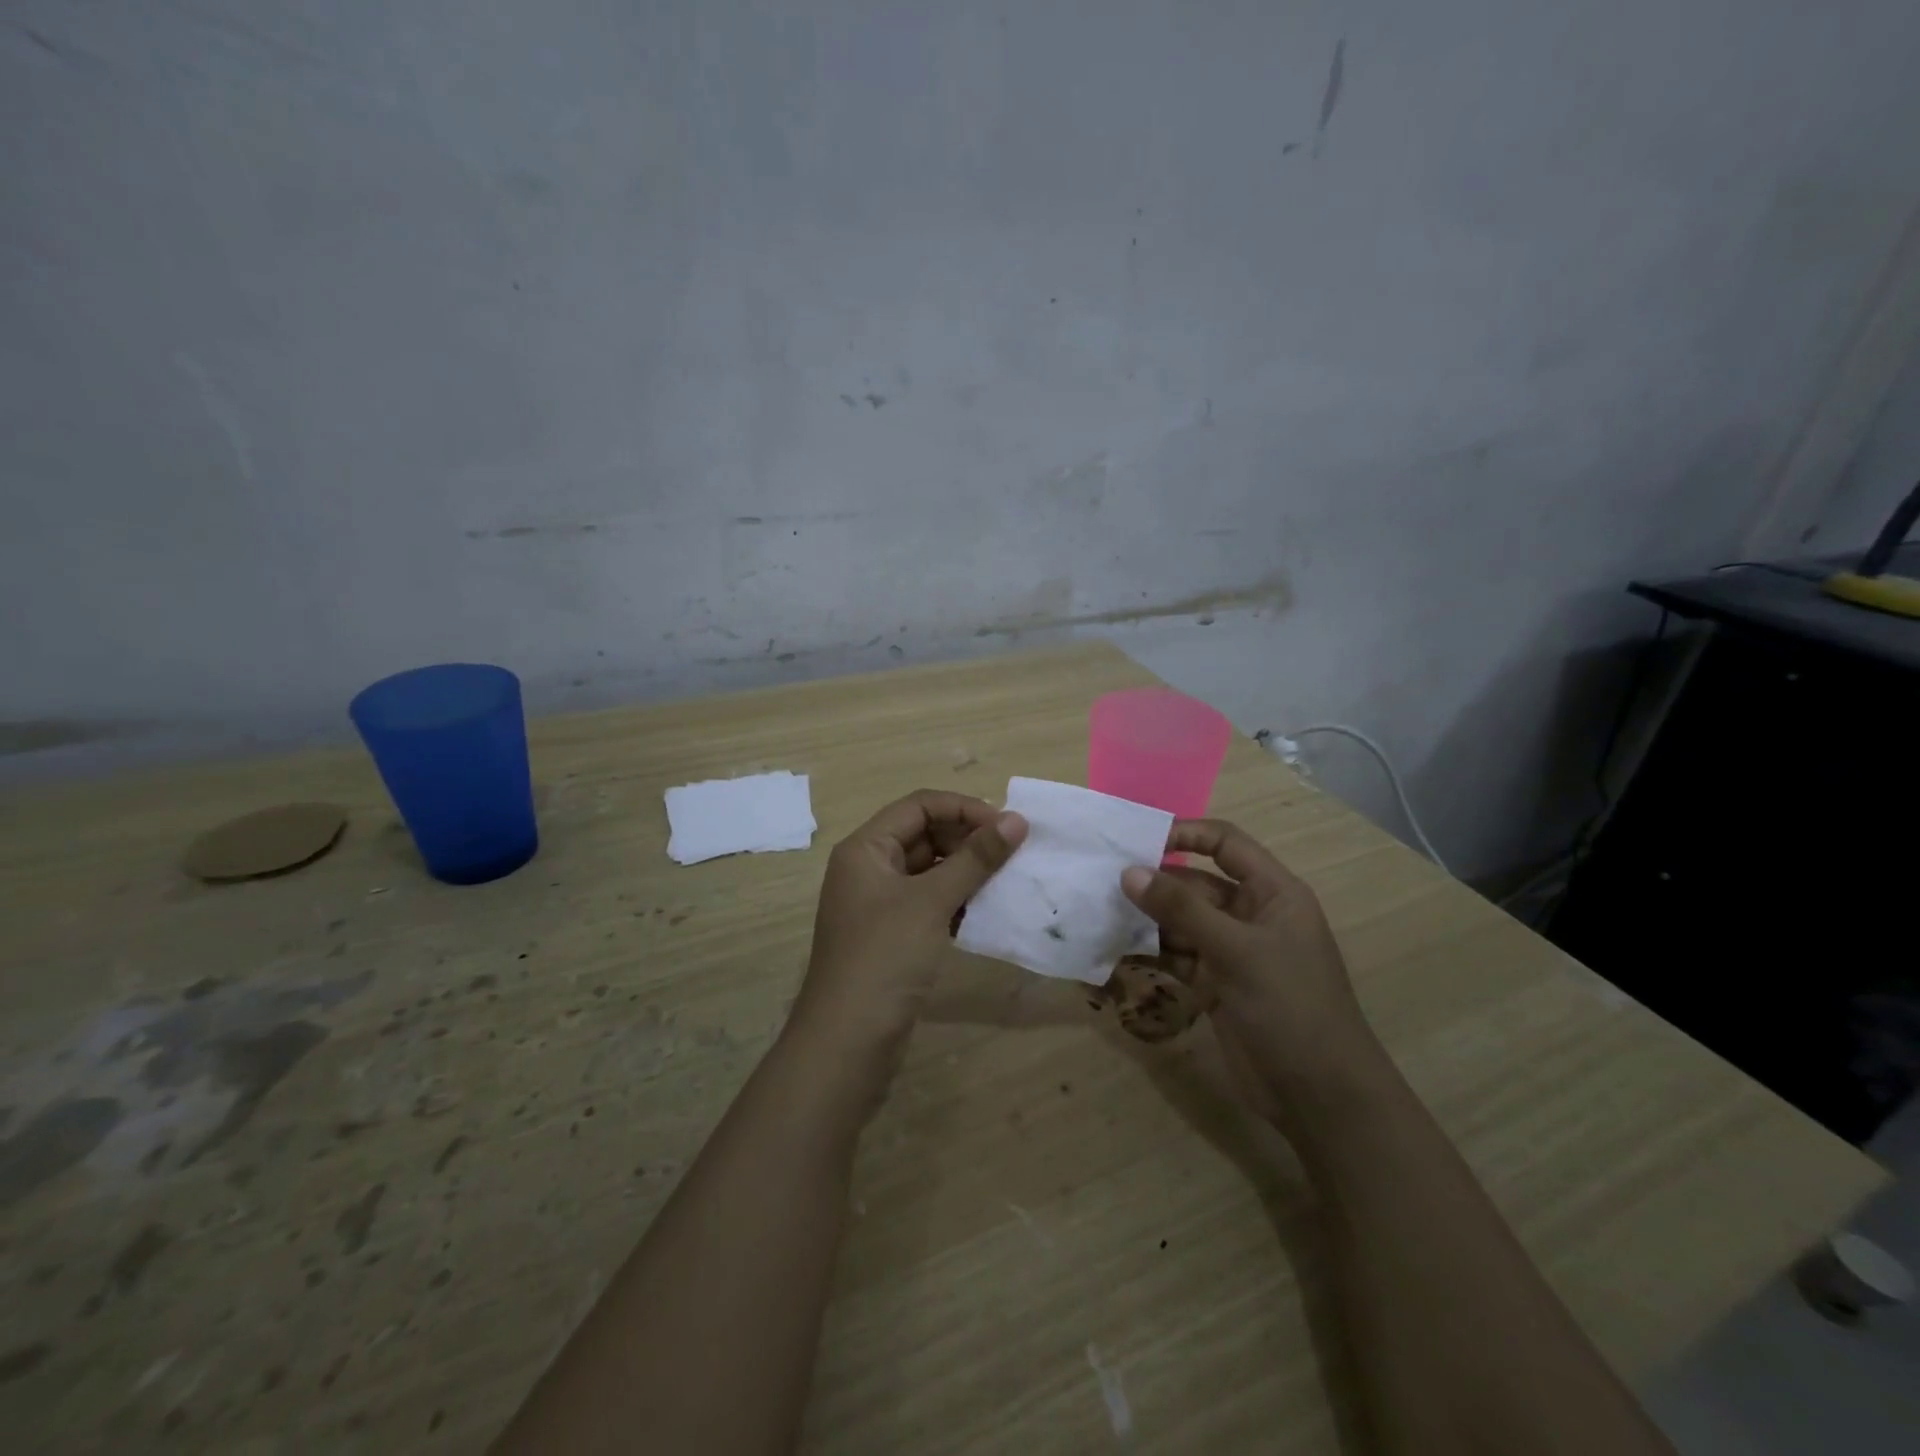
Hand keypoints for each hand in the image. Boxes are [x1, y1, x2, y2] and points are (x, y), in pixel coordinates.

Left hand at [792, 789, 1026, 1062]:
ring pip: (929, 869)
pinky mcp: (891, 935)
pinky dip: (956, 900)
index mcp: (866, 848)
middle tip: (1012, 853)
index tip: (1007, 826)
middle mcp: (868, 868)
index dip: (963, 808)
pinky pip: (928, 901)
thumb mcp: (931, 901)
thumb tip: (1016, 819)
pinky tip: (985, 910)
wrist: (848, 1041)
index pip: (919, 805)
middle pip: (923, 834)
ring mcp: (878, 904)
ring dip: (966, 870)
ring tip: (1007, 878)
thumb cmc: (885, 957)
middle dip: (968, 838)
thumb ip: (975, 858)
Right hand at [1120, 819, 1386, 1122]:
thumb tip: (1129, 872)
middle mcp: (1253, 916)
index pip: (1225, 844)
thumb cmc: (1289, 1006)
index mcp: (1273, 893)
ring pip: (1183, 922)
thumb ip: (1181, 909)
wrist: (1320, 1097)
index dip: (1185, 834)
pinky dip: (1153, 953)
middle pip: (1197, 884)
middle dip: (1156, 883)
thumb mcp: (1236, 951)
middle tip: (1105, 881)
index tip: (1138, 840)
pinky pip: (1179, 956)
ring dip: (1149, 919)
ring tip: (1103, 913)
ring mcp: (1234, 953)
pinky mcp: (1217, 985)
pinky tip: (1118, 950)